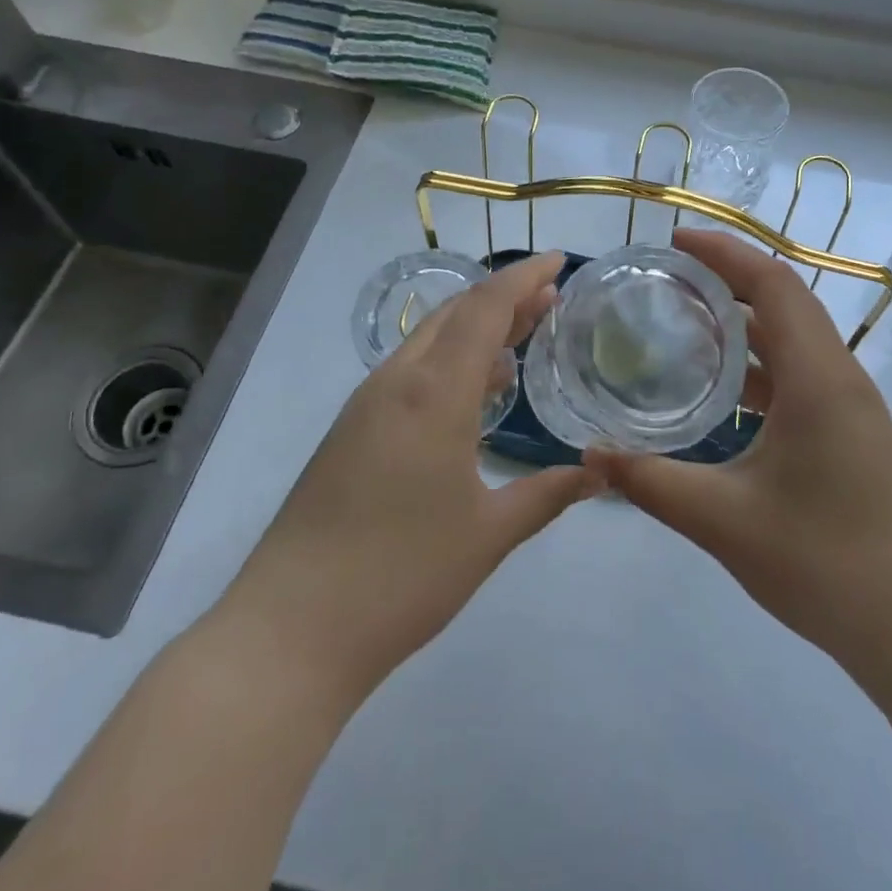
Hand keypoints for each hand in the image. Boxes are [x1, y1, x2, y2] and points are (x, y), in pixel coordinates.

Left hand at [218, 252, 600, 705]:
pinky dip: (449, 362)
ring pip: (428, 342)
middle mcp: (396, 384)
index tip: (558, 261)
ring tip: (521, 336)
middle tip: (551, 297)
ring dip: (475, 329)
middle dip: (504, 298)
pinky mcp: (350, 432)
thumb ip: (547, 494)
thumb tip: (600, 473)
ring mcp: (366, 407)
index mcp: (433, 394)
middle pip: (454, 315)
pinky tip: (473, 392)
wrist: (291, 630)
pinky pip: (409, 373)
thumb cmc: (401, 576)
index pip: (484, 310)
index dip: (523, 279)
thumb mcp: (488, 534)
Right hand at [588, 230, 891, 671]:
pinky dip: (760, 358)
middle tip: (670, 274)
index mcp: (819, 379)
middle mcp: (841, 376)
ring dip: (746, 317)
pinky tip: (722, 383)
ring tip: (687, 316)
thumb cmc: (821, 563)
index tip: (676, 242)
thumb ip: (650, 481)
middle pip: (786, 300)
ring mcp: (850, 404)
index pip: (773, 286)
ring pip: (795, 335)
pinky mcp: (849, 429)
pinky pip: (801, 369)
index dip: (725, 254)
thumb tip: (590, 453)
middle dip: (730, 276)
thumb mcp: (722, 520)